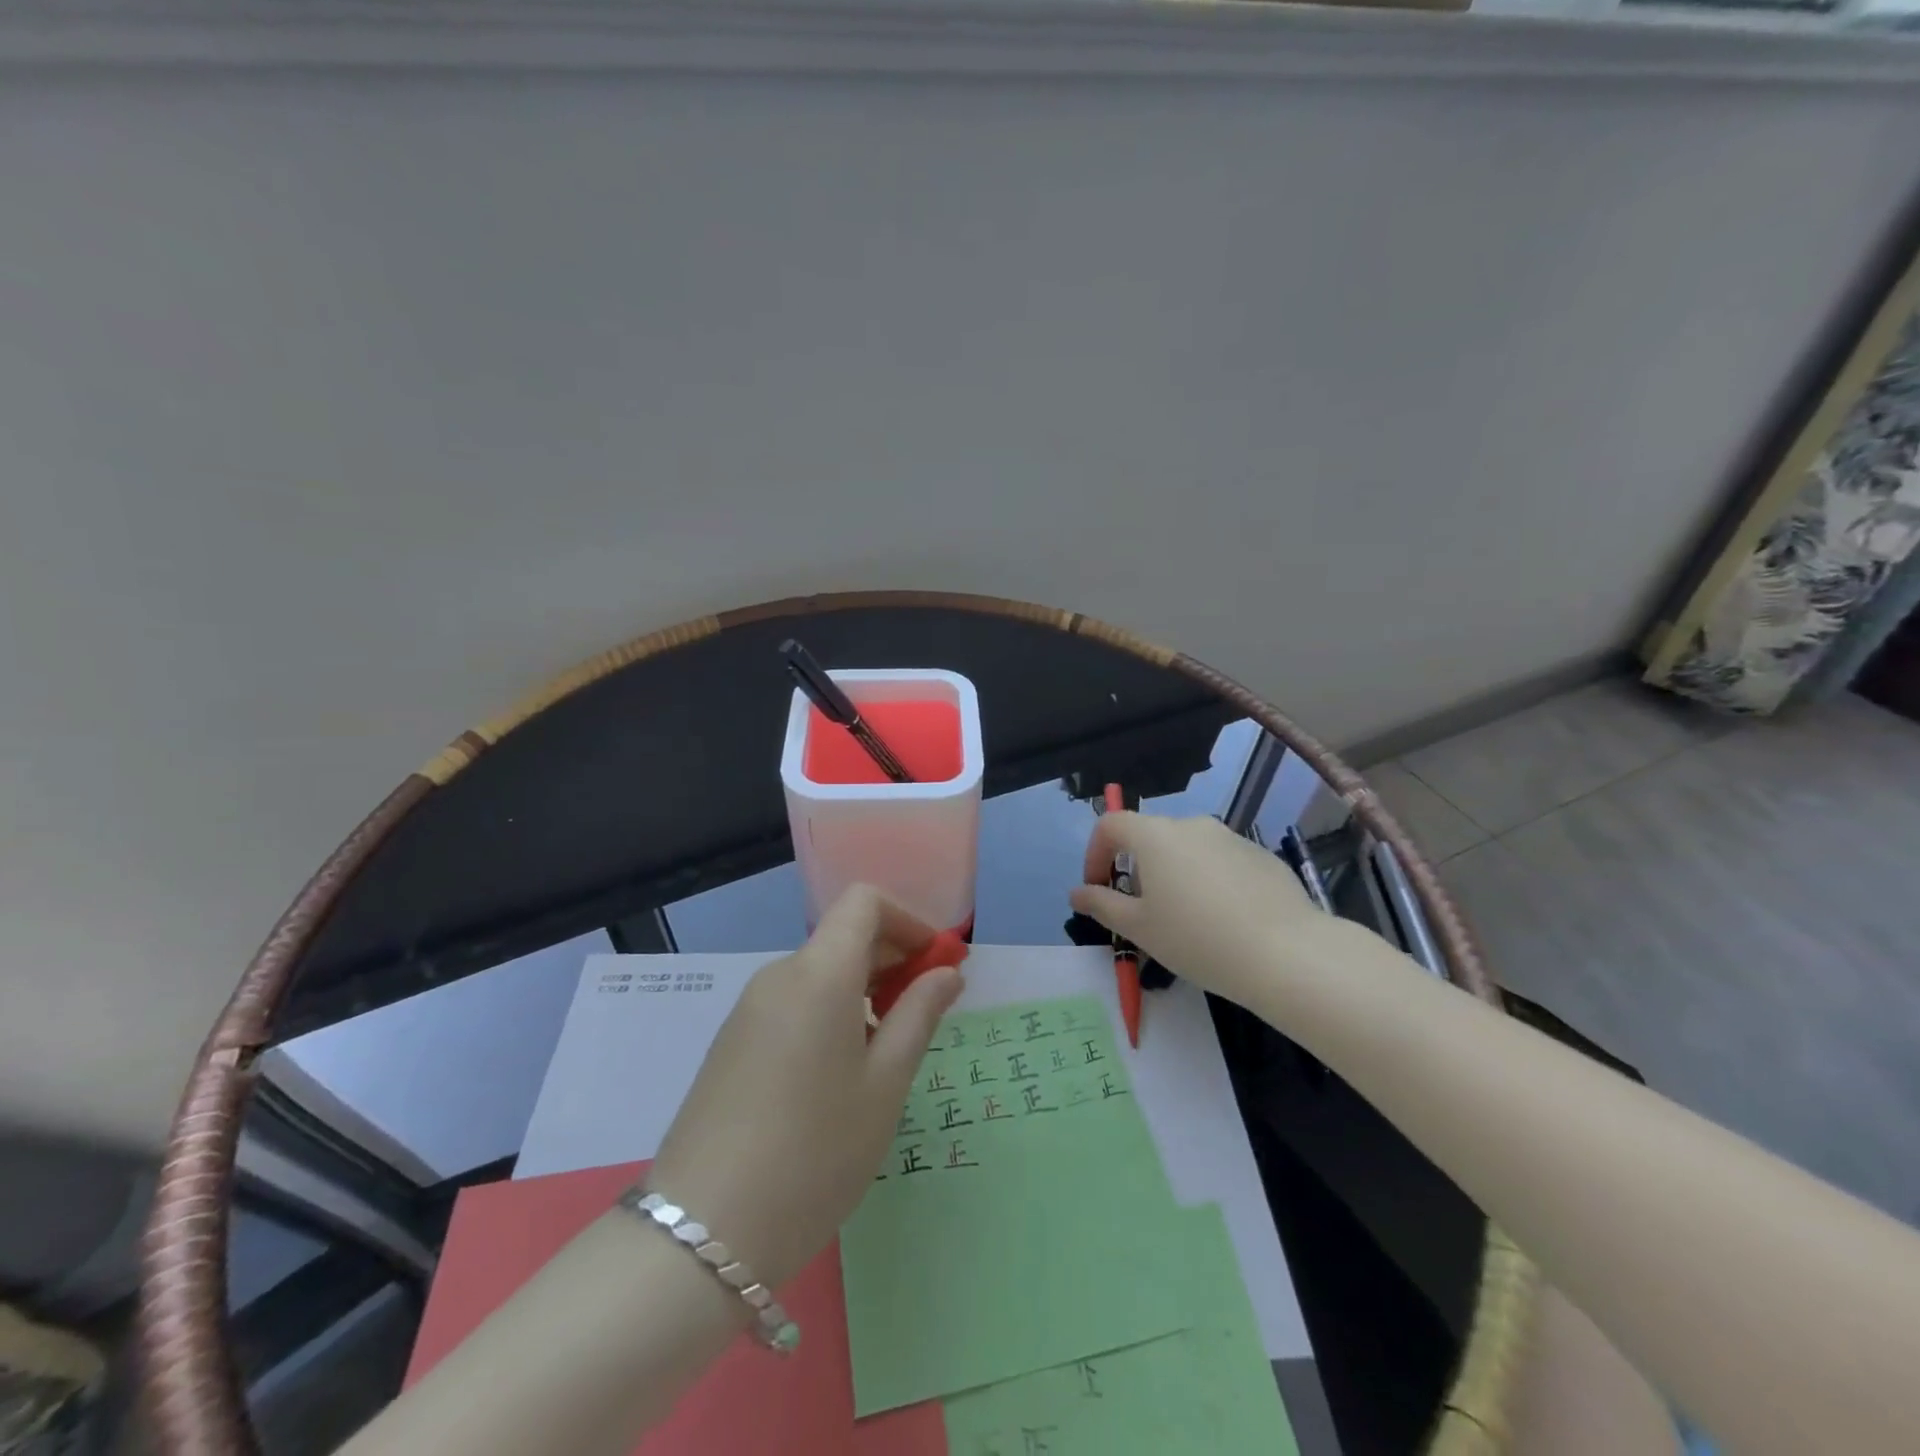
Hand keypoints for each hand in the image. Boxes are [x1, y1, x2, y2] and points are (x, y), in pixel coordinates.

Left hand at [647, 885, 963, 1291]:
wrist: (702, 1233)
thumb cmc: (816, 1152)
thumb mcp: (885, 1084)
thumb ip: (919, 1015)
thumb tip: (947, 972)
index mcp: (819, 972)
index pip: (864, 902)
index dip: (907, 921)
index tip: (935, 965)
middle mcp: (779, 975)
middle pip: (842, 936)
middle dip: (891, 958)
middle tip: (924, 1013)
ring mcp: (749, 1009)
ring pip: (819, 972)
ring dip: (862, 990)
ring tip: (886, 1052)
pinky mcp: (732, 1042)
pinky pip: (793, 1003)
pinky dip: (829, 1012)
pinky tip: (840, 1072)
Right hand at [1070, 813, 1338, 1007]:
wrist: (1285, 954)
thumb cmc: (1196, 938)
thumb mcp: (1139, 928)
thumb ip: (1102, 905)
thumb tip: (1077, 892)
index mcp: (1155, 836)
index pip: (1111, 824)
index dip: (1095, 852)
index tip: (1099, 887)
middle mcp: (1191, 825)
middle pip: (1150, 837)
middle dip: (1136, 869)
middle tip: (1142, 912)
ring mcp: (1230, 837)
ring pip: (1187, 850)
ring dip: (1174, 875)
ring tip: (1186, 920)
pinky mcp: (1261, 856)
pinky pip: (1221, 862)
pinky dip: (1210, 881)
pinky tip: (1224, 921)